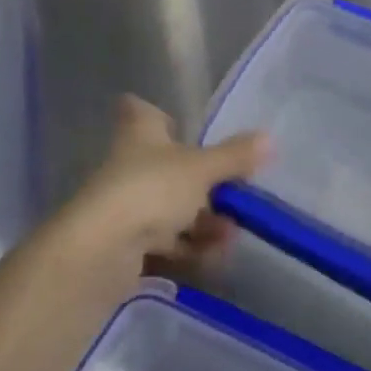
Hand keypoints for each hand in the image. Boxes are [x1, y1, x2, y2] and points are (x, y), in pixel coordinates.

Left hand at [61, 95, 268, 273]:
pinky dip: (187, 249)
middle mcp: (128, 162)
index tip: (179, 127)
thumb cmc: (151, 189)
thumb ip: (234, 156)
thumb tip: (270, 137)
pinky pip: (163, 241)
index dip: (158, 115)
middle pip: (165, 165)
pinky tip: (213, 260)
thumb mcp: (201, 169)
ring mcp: (124, 204)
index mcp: (139, 131)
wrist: (101, 251)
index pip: (140, 110)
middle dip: (201, 184)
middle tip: (233, 197)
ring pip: (168, 206)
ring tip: (230, 237)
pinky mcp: (123, 243)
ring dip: (200, 221)